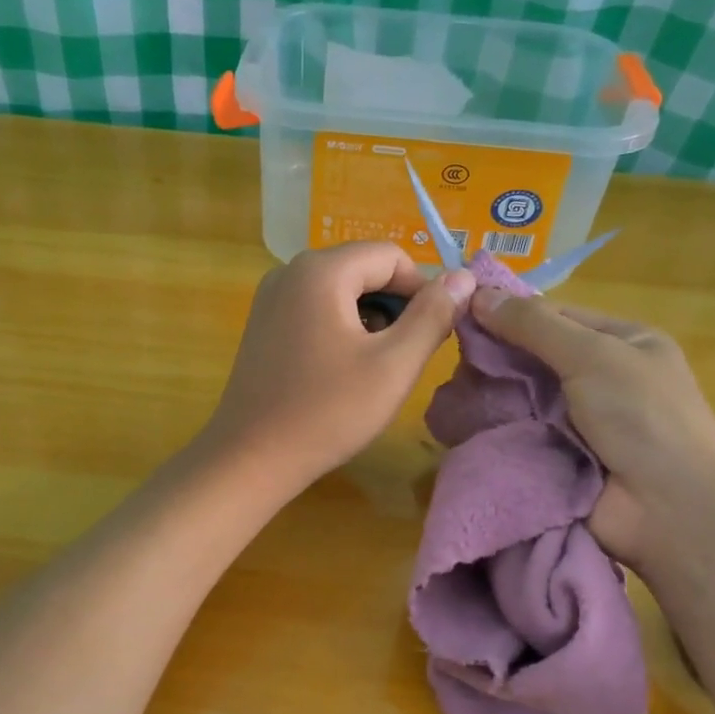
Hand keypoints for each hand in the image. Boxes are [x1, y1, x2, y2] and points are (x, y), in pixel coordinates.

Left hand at [202, 242, 475, 491]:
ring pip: (340, 291)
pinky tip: (340, 371)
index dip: (421, 291)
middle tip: (402, 358)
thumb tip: (463, 277)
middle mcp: (290, 271)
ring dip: (368, 320)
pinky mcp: (263, 324)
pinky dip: (339, 329)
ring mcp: (270, 298)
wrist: (251, 457)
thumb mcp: (393, 365)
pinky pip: (315, 309)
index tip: (430, 335)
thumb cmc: (327, 412)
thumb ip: (433, 316)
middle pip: (363, 269)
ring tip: (372, 369)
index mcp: (321, 270)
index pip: (391, 256)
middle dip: (393, 307)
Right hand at [469, 288, 714, 568]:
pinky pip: (519, 434)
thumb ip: (534, 326)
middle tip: (447, 357)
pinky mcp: (558, 459)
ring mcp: (578, 423)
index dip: (510, 313)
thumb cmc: (642, 417)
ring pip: (521, 398)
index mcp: (621, 343)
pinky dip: (493, 430)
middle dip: (495, 358)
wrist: (668, 509)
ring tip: (446, 392)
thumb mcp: (593, 356)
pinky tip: (456, 423)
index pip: (555, 316)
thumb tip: (478, 294)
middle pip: (534, 358)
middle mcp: (599, 379)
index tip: (459, 313)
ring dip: (490, 396)